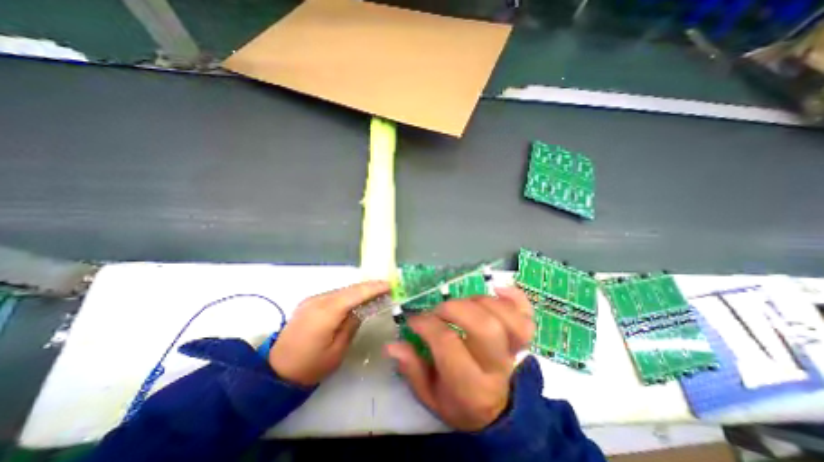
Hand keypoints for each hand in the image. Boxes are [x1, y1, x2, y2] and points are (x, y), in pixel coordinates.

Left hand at [268, 281, 390, 385]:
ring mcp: (312, 300)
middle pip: (349, 289)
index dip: (373, 288)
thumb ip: (351, 325)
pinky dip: (348, 295)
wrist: (275, 372)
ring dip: (359, 291)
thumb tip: (361, 310)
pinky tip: (356, 299)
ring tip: (375, 292)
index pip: (355, 294)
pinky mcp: (309, 303)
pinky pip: (334, 295)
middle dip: (369, 287)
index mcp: (326, 312)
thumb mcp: (337, 351)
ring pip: (342, 290)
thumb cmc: (309, 367)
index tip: (389, 285)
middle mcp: (318, 300)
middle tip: (386, 288)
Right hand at [387, 287, 534, 430]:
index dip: (427, 325)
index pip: (448, 344)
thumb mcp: (430, 397)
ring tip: (462, 304)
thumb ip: (412, 370)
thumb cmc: (458, 403)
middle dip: (454, 308)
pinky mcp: (523, 341)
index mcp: (470, 387)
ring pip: (506, 317)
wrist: (495, 413)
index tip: (414, 320)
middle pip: (484, 326)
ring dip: (479, 301)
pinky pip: (527, 315)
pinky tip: (497, 289)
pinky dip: (515, 298)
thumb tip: (393, 345)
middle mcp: (496, 368)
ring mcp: (514, 352)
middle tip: (438, 310)